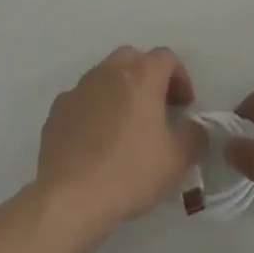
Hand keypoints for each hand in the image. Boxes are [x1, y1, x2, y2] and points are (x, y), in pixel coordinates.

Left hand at [35, 47, 206, 237]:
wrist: (70, 195)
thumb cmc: (130, 171)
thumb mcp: (177, 160)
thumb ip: (194, 137)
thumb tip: (195, 128)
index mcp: (140, 75)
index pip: (166, 57)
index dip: (180, 77)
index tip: (184, 106)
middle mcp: (108, 71)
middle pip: (133, 58)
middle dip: (148, 77)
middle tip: (157, 109)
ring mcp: (79, 87)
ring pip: (105, 76)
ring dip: (120, 91)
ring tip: (127, 128)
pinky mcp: (58, 109)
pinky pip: (83, 99)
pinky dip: (95, 110)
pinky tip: (97, 142)